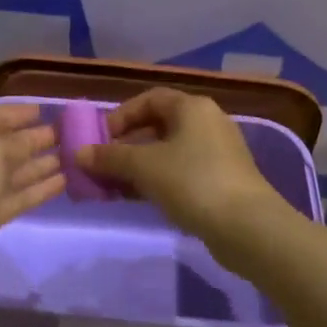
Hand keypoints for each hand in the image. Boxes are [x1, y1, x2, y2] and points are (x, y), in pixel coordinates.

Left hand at [0, 103, 62, 308]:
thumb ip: (19, 141)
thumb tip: (37, 136)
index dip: (19, 113)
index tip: (47, 110)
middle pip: (6, 144)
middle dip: (35, 138)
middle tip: (70, 134)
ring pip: (14, 172)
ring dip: (42, 163)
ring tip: (74, 156)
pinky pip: (18, 197)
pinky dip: (39, 189)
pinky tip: (64, 181)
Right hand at [77, 88, 285, 237]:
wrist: (247, 227)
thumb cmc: (192, 182)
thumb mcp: (143, 167)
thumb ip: (109, 157)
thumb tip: (79, 153)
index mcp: (192, 107)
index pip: (149, 99)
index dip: (121, 116)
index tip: (100, 139)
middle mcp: (207, 122)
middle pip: (158, 125)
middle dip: (126, 145)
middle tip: (103, 165)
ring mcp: (218, 152)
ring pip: (168, 152)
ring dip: (139, 166)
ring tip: (114, 186)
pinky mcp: (222, 180)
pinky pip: (182, 171)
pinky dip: (158, 180)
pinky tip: (140, 199)